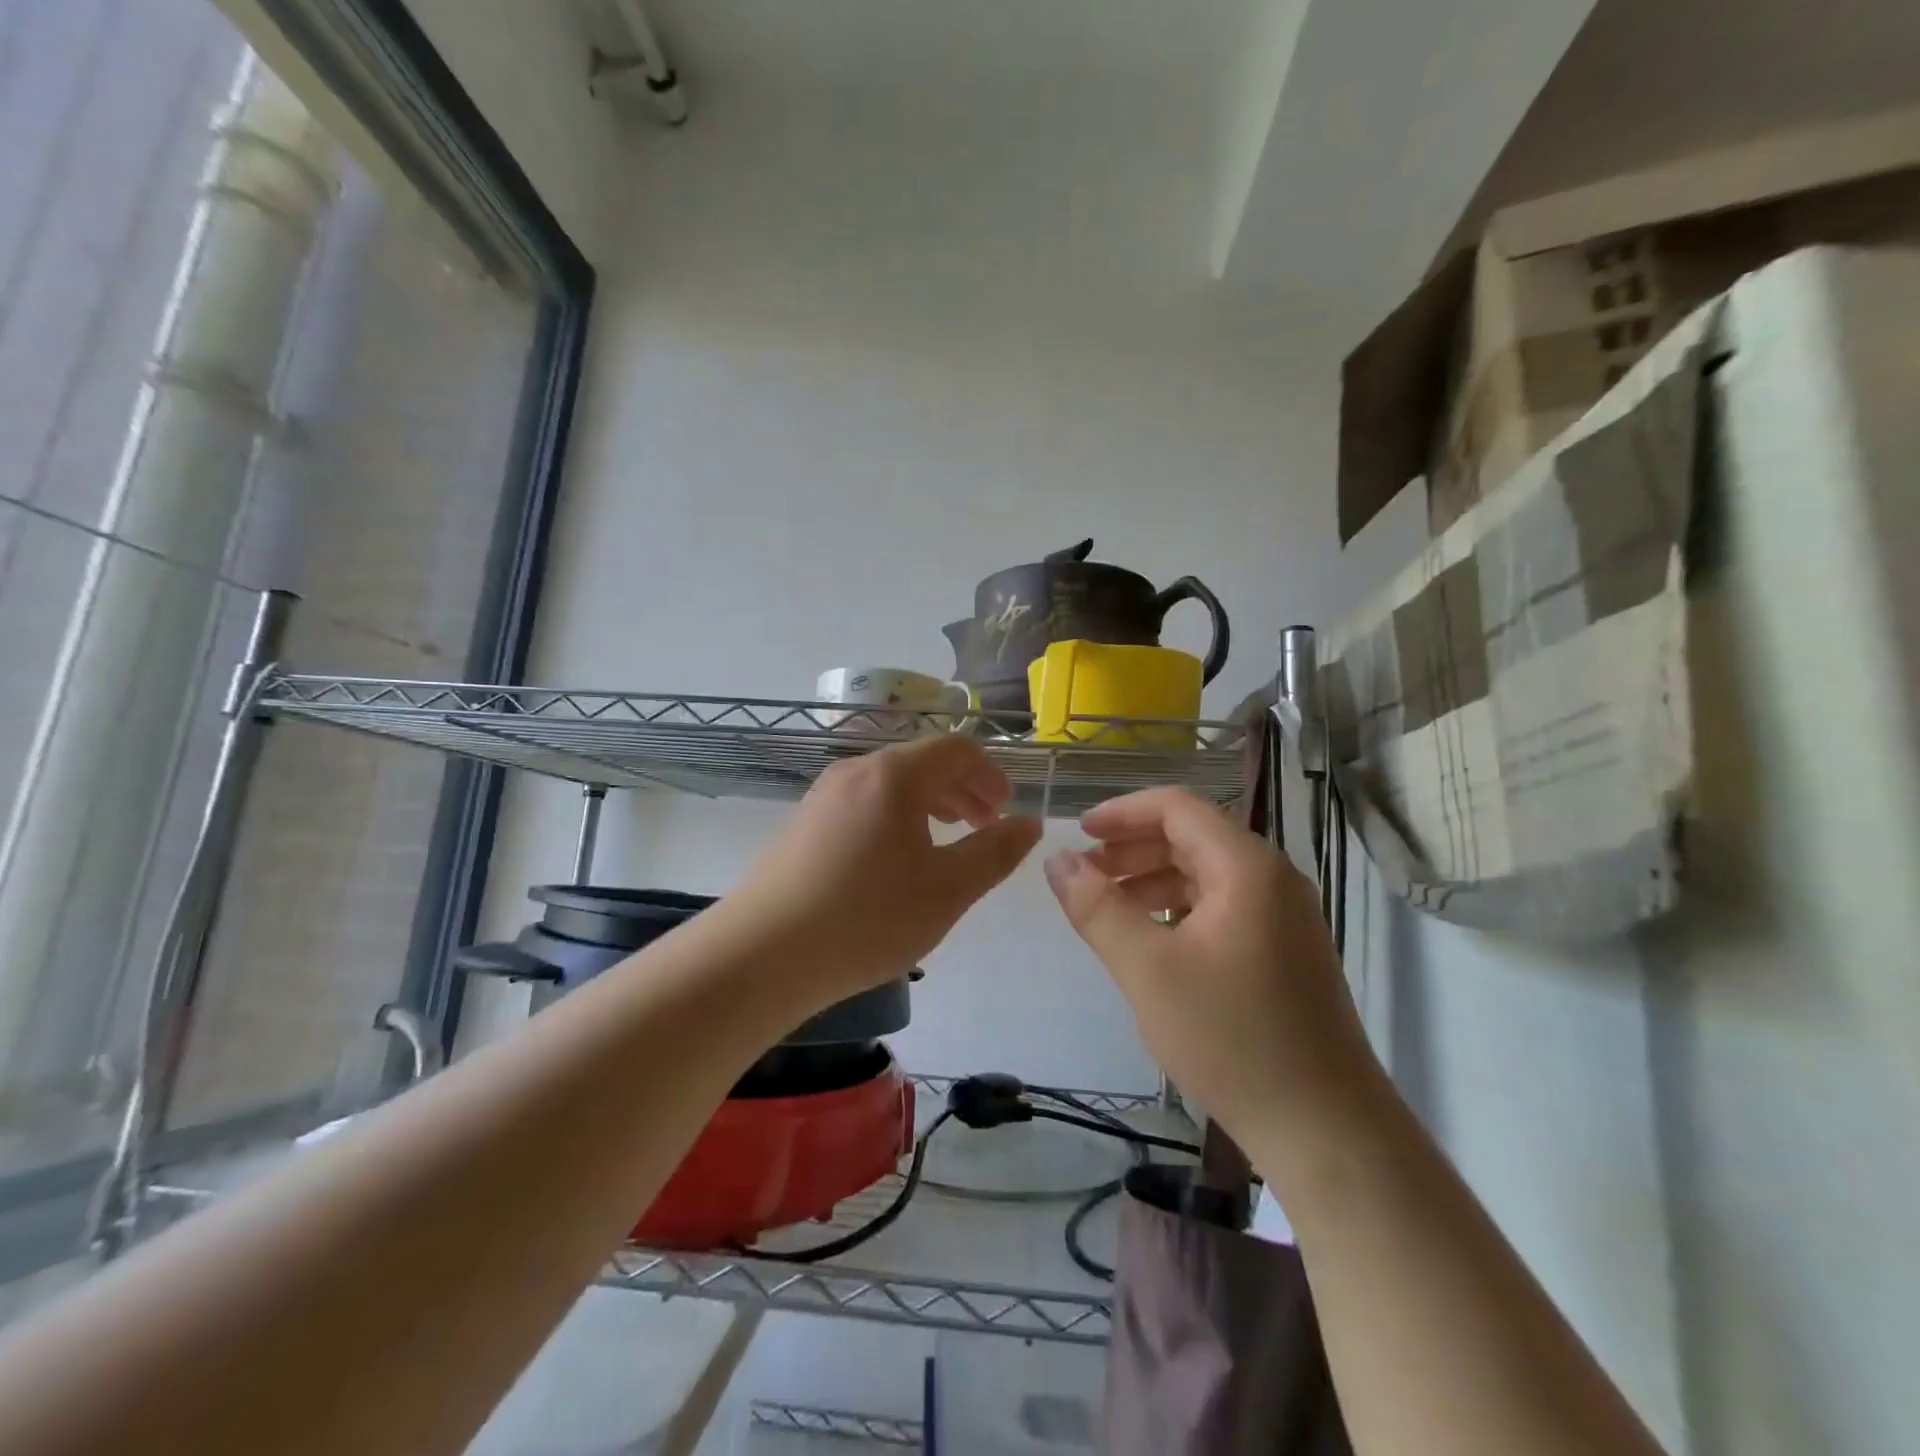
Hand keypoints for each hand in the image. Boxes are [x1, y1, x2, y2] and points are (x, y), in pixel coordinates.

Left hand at [726, 736, 1041, 1007]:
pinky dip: (895, 818)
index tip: (1006, 810)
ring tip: (945, 842)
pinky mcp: (803, 824)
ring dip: (929, 804)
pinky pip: (863, 804)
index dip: (990, 774)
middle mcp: (856, 771)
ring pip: (891, 784)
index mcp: (894, 775)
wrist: (761, 955)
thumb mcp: (947, 890)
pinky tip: (895, 863)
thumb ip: (995, 853)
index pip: (956, 749)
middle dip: (963, 789)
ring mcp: (823, 796)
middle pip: (922, 762)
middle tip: (985, 826)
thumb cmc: (866, 918)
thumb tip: (1030, 823)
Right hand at [1043, 787, 1377, 1139]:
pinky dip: (1180, 908)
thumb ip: (1097, 908)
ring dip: (1153, 878)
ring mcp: (1285, 917)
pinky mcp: (1286, 951)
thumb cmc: (1232, 1039)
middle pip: (1193, 836)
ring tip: (1109, 907)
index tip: (1078, 833)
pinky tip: (1153, 940)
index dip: (1123, 811)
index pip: (1178, 807)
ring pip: (1207, 873)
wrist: (1327, 1130)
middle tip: (1086, 873)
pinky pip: (1223, 906)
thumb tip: (1058, 859)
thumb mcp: (1147, 970)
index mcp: (1246, 867)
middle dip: (1133, 846)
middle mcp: (1272, 879)